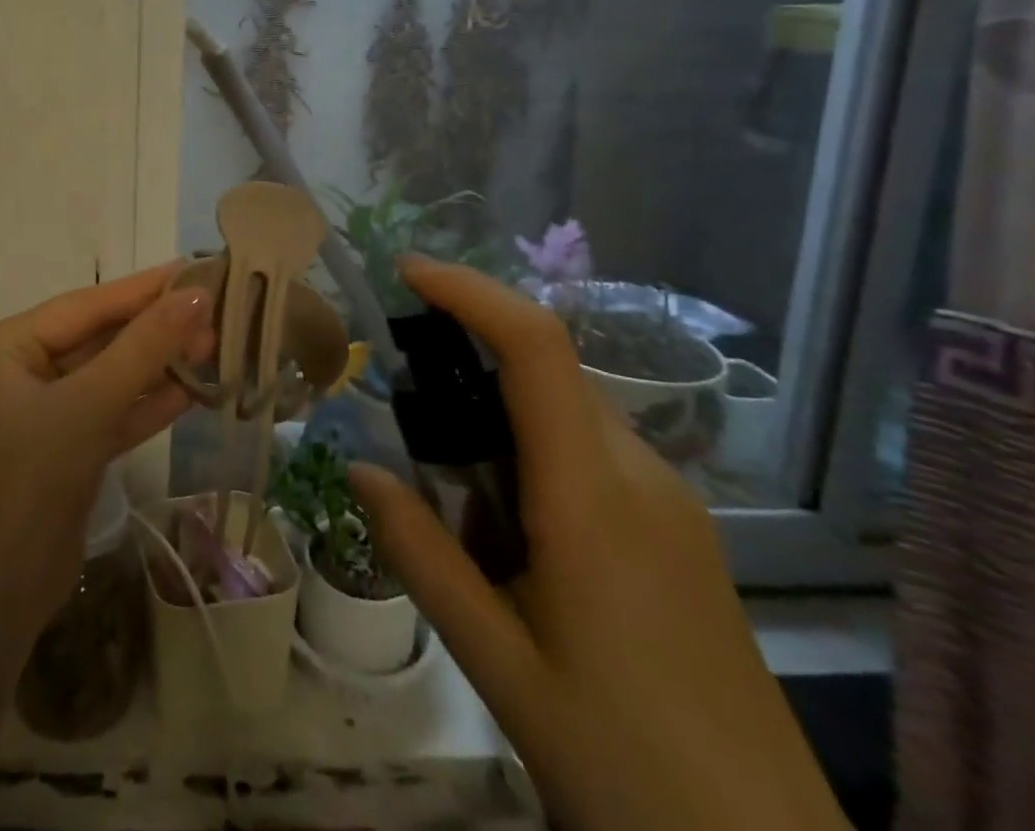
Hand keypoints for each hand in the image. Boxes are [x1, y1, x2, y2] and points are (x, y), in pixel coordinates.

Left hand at [0, 262, 213, 636]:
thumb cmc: (28, 484)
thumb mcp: (88, 407)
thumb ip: (143, 349)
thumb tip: (195, 296)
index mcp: (4, 346)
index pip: (85, 306)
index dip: (143, 290)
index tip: (195, 270)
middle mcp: (18, 371)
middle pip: (98, 338)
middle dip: (155, 331)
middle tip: (215, 313)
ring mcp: (41, 412)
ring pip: (108, 376)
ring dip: (157, 366)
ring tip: (214, 346)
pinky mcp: (63, 449)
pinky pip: (109, 413)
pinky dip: (146, 404)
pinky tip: (192, 391)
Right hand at [350, 257, 845, 830]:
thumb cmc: (623, 763)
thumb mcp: (496, 661)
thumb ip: (419, 553)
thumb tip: (356, 468)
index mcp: (593, 496)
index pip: (535, 347)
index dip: (469, 291)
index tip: (406, 271)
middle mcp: (639, 474)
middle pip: (546, 370)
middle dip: (467, 355)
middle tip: (401, 401)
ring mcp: (668, 501)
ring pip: (565, 411)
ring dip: (496, 414)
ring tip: (446, 486)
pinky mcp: (678, 531)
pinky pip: (590, 453)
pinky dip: (531, 453)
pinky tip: (506, 530)